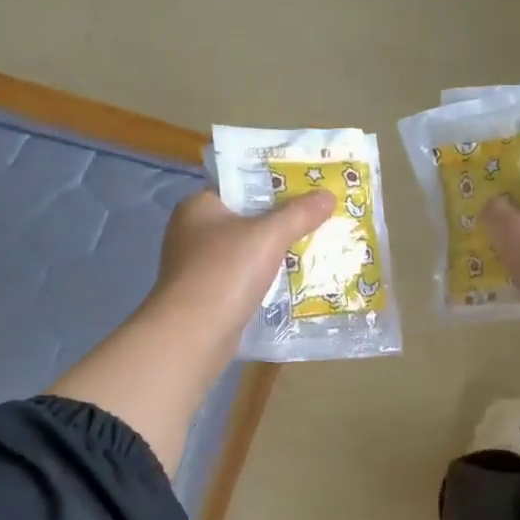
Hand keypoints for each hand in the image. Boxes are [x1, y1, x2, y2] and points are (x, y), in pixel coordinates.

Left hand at [147, 188, 334, 348]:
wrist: (194, 333)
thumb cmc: (226, 272)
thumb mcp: (268, 236)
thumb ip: (298, 214)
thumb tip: (328, 195)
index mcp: (198, 205)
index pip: (239, 185)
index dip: (273, 185)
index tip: (306, 189)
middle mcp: (191, 231)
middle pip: (244, 218)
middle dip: (279, 221)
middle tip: (316, 218)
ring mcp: (196, 266)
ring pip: (244, 251)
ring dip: (272, 253)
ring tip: (311, 248)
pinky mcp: (205, 295)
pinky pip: (241, 278)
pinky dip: (262, 278)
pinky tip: (290, 281)